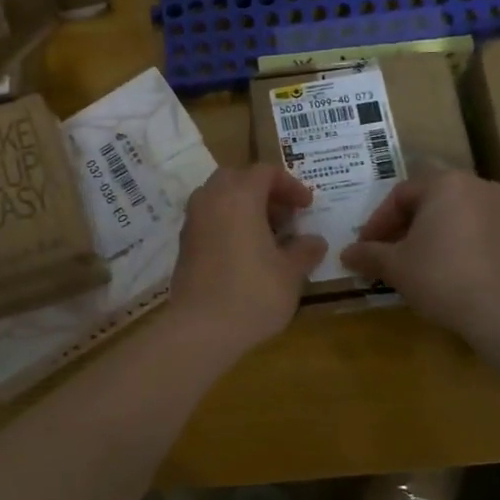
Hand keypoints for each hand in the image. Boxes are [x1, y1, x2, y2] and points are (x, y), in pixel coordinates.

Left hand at [167, 165, 325, 358]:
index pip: (265, 172)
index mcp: (239, 196)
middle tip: (284, 215)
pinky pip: (208, 218)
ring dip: (242, 206)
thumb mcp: (290, 273)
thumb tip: (315, 241)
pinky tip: (244, 252)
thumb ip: (304, 251)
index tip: (306, 207)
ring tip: (266, 234)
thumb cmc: (253, 293)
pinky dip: (226, 223)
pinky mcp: (184, 243)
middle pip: (237, 178)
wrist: (201, 327)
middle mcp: (211, 199)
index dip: (290, 185)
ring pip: (218, 197)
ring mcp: (193, 220)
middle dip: (263, 191)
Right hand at [341, 169, 499, 351]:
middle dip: (405, 226)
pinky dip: (460, 245)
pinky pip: (479, 232)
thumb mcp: (396, 266)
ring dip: (433, 235)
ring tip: (417, 263)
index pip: (400, 195)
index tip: (366, 247)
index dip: (378, 222)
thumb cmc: (442, 276)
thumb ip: (369, 254)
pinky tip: (450, 272)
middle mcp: (477, 186)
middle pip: (430, 201)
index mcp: (445, 183)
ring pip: (456, 215)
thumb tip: (346, 254)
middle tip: (389, 253)